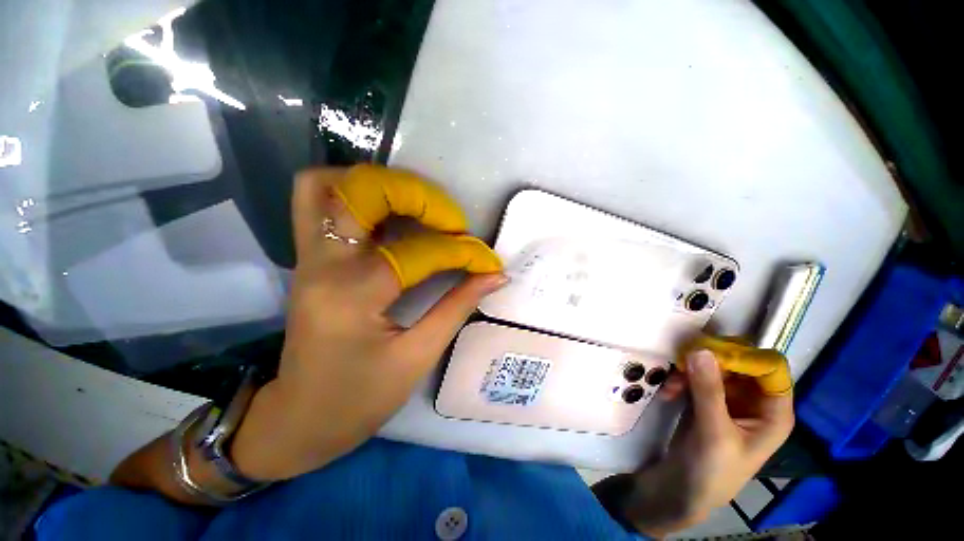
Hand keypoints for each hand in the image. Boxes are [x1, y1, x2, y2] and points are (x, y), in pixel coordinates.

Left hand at [230, 166, 504, 480]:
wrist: (299, 418)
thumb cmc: (359, 399)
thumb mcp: (418, 357)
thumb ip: (458, 307)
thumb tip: (494, 275)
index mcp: (354, 295)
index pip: (421, 253)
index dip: (464, 252)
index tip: (489, 261)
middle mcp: (324, 263)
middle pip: (363, 190)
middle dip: (418, 195)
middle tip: (450, 220)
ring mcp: (308, 256)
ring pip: (326, 184)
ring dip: (380, 184)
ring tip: (419, 205)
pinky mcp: (308, 258)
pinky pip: (318, 202)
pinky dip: (354, 193)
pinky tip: (388, 212)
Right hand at [609, 350, 793, 536]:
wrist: (683, 488)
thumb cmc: (713, 470)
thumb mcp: (714, 432)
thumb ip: (709, 390)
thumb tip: (701, 349)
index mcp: (773, 412)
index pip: (769, 369)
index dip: (744, 357)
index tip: (711, 353)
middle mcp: (755, 401)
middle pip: (740, 363)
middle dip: (711, 361)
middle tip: (684, 362)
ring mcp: (730, 399)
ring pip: (715, 367)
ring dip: (691, 371)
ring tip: (672, 385)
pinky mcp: (707, 400)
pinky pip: (697, 376)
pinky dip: (682, 379)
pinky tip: (669, 392)